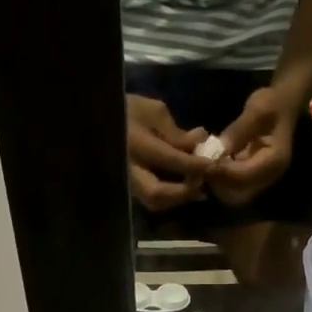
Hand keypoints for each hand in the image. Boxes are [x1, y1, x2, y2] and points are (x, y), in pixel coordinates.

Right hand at [126, 95, 213, 211]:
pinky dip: (168, 198)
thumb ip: (176, 133)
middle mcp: (128, 169)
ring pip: (153, 202)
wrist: (99, 118)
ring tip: (195, 188)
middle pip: (157, 193)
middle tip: (201, 184)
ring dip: (176, 198)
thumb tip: (200, 144)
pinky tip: (182, 189)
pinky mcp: (128, 189)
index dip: (194, 165)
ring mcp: (125, 182)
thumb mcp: (153, 112)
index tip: (212, 164)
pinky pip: (149, 200)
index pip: (170, 159)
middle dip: (183, 192)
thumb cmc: (128, 109)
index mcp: (135, 143)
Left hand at [209, 85, 302, 206]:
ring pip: (233, 195)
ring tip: (204, 164)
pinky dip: (220, 179)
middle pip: (237, 195)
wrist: (284, 105)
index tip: (204, 160)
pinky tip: (211, 163)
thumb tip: (217, 149)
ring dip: (216, 183)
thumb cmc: (273, 103)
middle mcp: (268, 177)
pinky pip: (233, 187)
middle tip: (202, 165)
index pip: (243, 177)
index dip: (222, 172)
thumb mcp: (257, 110)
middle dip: (217, 183)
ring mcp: (260, 180)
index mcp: (274, 162)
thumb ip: (238, 131)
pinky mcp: (252, 178)